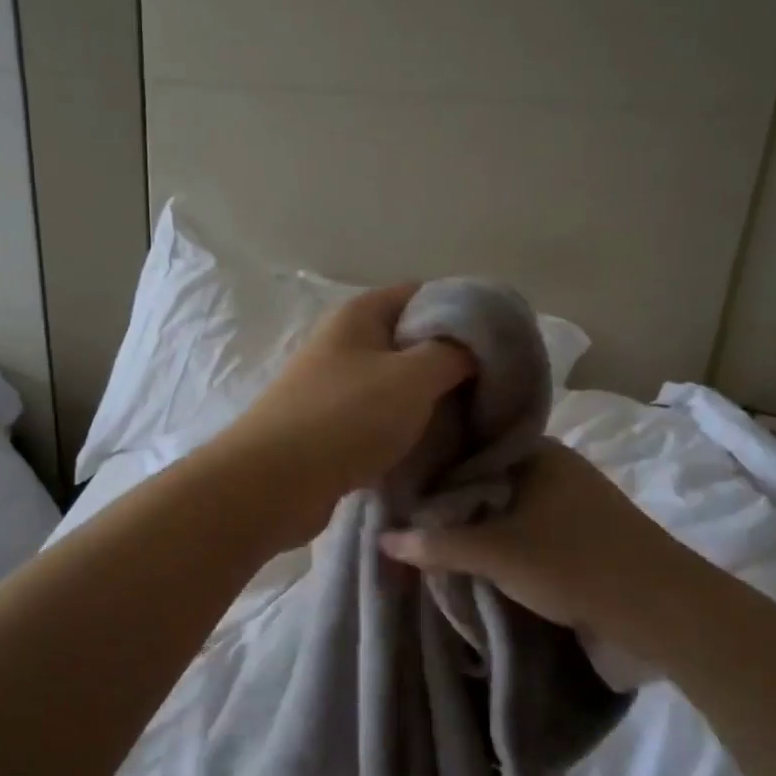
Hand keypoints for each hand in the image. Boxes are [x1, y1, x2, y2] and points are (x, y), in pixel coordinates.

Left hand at [212, 283, 475, 548]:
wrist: (274, 482)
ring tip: (471, 421)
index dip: (465, 312)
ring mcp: (334, 385)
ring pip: (397, 383)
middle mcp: (345, 342)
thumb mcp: (413, 376)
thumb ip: (453, 353)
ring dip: (431, 400)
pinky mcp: (330, 426)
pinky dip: (406, 428)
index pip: (423, 294)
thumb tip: (475, 346)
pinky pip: (380, 417)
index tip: (501, 343)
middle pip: (411, 340)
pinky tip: (433, 447)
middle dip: (452, 362)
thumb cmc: (346, 417)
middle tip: (493, 389)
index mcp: (360, 314)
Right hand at [379, 439, 697, 631]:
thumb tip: (382, 539)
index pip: (470, 447)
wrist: (663, 611)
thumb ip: (437, 544)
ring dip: (478, 524)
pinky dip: (503, 540)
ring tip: (434, 540)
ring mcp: (572, 501)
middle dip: (453, 501)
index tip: (399, 486)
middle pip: (487, 479)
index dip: (434, 466)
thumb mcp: (496, 553)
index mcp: (537, 452)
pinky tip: (478, 557)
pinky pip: (528, 527)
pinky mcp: (583, 534)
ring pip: (508, 506)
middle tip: (408, 519)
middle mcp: (554, 467)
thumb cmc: (574, 563)